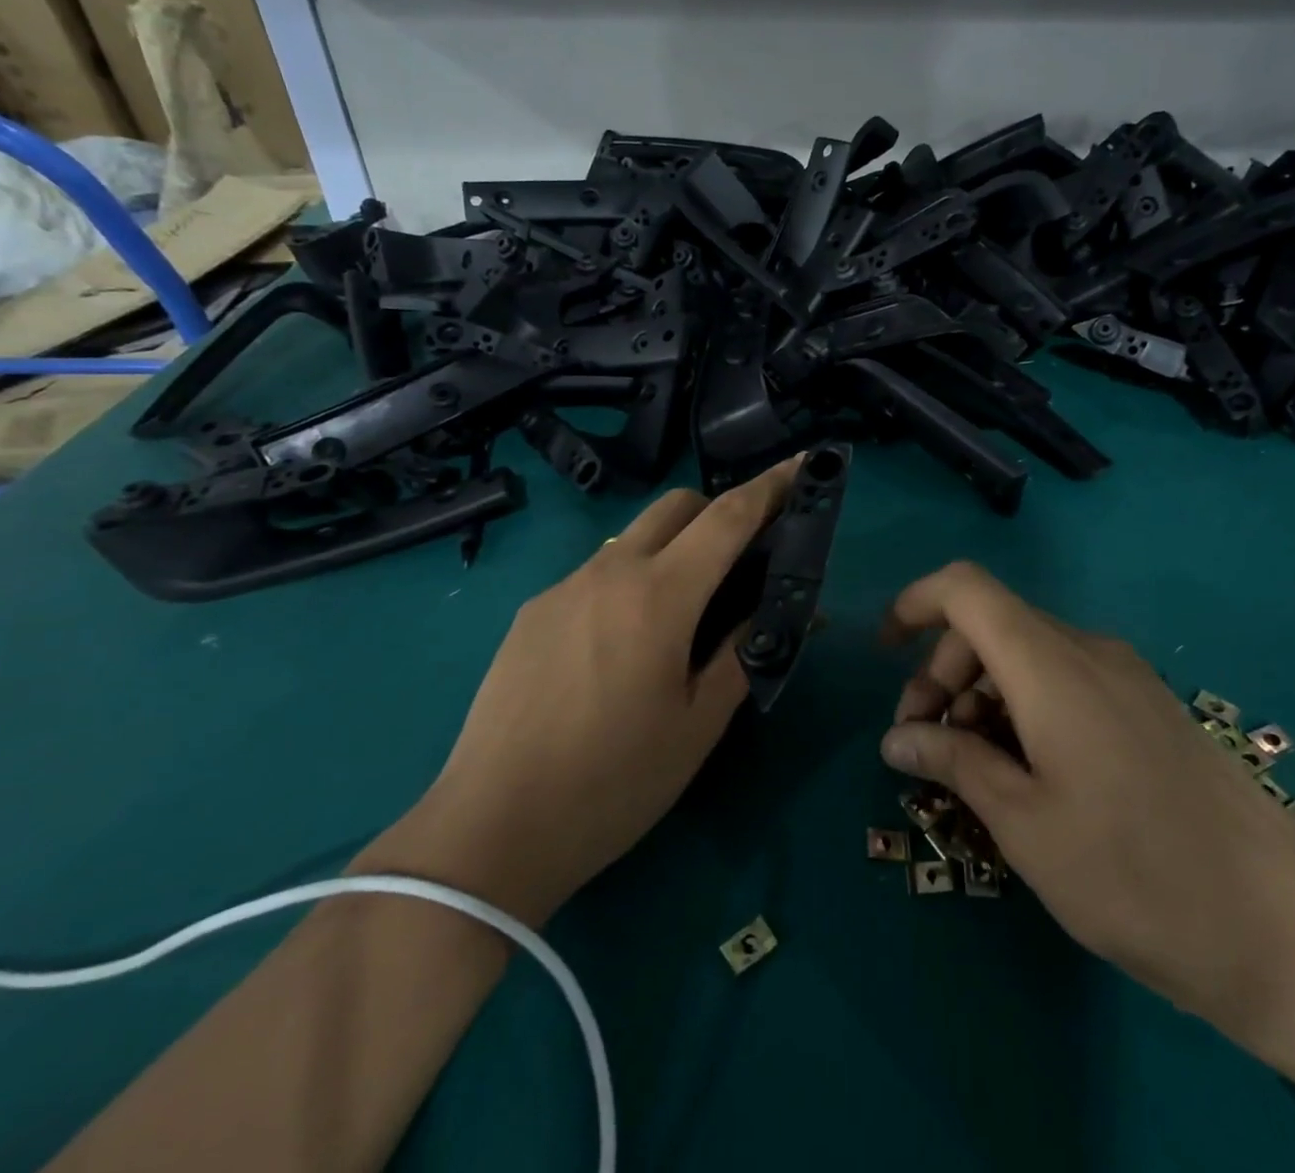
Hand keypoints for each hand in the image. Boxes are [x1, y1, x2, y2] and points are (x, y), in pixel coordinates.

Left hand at [409, 456, 804, 925]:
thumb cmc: (614, 782)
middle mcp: (608, 571)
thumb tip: (795, 612)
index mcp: (659, 595)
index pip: (728, 517)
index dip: (772, 486)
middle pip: (676, 506)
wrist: (492, 828)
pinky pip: (596, 573)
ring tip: (683, 612)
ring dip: (672, 547)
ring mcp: (563, 588)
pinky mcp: (532, 612)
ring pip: (632, 536)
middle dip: (719, 511)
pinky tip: (623, 644)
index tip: (803, 466)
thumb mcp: (699, 723)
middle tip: (744, 559)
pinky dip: (629, 580)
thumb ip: (746, 652)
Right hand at [878, 562, 1294, 1051]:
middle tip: (926, 744)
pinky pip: (1065, 681)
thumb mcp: (1024, 824)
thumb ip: (954, 762)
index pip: (965, 590)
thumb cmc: (1137, 875)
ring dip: (982, 696)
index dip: (914, 604)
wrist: (1290, 933)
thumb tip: (897, 737)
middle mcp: (1088, 651)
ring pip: (1027, 656)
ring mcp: (1125, 678)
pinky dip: (1024, 708)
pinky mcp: (1149, 708)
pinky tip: (1029, 775)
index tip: (883, 652)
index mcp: (1051, 665)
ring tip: (975, 771)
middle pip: (991, 626)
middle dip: (942, 672)